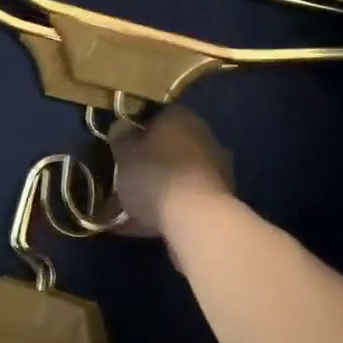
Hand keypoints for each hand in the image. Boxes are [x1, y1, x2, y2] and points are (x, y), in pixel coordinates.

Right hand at [108, 107, 235, 240]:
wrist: (198, 219)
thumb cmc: (155, 176)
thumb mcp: (124, 154)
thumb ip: (121, 137)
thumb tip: (123, 127)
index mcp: (179, 116)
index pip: (154, 116)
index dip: (136, 133)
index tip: (121, 150)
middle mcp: (203, 135)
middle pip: (169, 146)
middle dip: (150, 162)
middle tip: (127, 179)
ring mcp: (217, 167)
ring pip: (179, 174)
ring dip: (160, 187)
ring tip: (134, 210)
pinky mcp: (222, 198)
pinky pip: (187, 199)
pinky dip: (171, 208)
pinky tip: (148, 226)